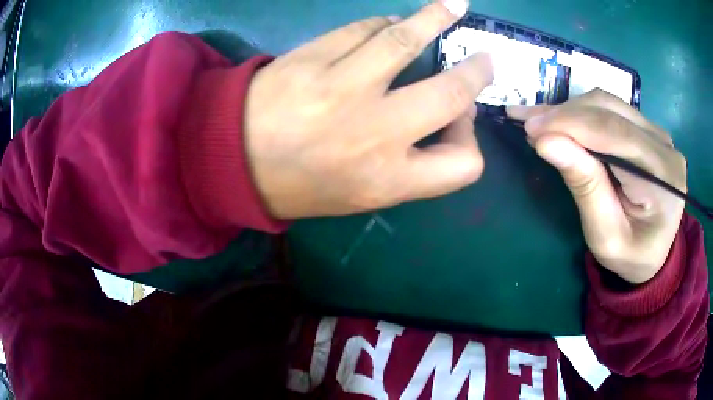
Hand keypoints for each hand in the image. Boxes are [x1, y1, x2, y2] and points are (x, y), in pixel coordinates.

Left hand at [245, 0, 492, 218]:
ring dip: (437, 19)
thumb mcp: (360, 195)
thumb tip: (442, 118)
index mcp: (386, 180)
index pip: (464, 165)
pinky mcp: (313, 57)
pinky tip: (391, 22)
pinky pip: (364, 29)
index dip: (470, 142)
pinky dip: (385, 23)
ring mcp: (342, 88)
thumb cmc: (298, 185)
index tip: (460, 123)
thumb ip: (409, 166)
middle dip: (475, 74)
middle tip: (483, 60)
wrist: (231, 160)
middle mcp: (374, 134)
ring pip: (406, 41)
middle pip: (451, 95)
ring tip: (455, 7)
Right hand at [507, 90, 686, 283]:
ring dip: (570, 110)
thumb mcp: (606, 235)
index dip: (571, 124)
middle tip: (526, 122)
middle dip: (565, 114)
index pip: (615, 134)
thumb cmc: (631, 256)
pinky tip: (561, 120)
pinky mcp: (649, 131)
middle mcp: (665, 145)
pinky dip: (582, 114)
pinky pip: (612, 111)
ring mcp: (658, 134)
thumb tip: (547, 142)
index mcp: (663, 177)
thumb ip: (585, 186)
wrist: (656, 254)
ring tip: (538, 120)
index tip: (530, 128)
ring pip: (608, 104)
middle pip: (610, 111)